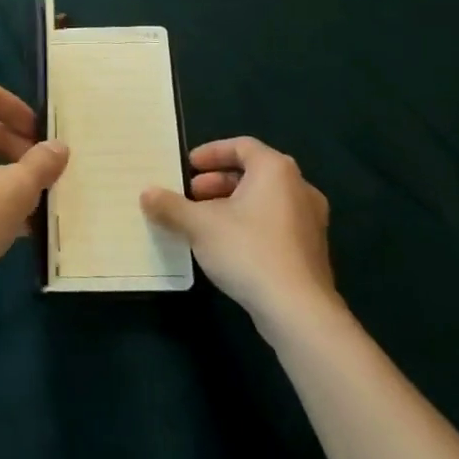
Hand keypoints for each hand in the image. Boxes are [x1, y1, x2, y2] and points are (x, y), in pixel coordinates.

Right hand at [141, 138, 338, 328]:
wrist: (299, 312)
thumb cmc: (248, 251)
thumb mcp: (200, 225)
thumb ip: (171, 206)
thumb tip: (146, 194)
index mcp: (276, 170)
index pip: (241, 146)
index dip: (212, 153)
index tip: (188, 166)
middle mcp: (299, 187)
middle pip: (253, 173)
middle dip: (218, 182)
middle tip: (191, 195)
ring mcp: (310, 221)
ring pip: (265, 200)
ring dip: (232, 205)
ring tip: (204, 222)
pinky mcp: (312, 251)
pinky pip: (276, 223)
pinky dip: (250, 224)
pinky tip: (228, 247)